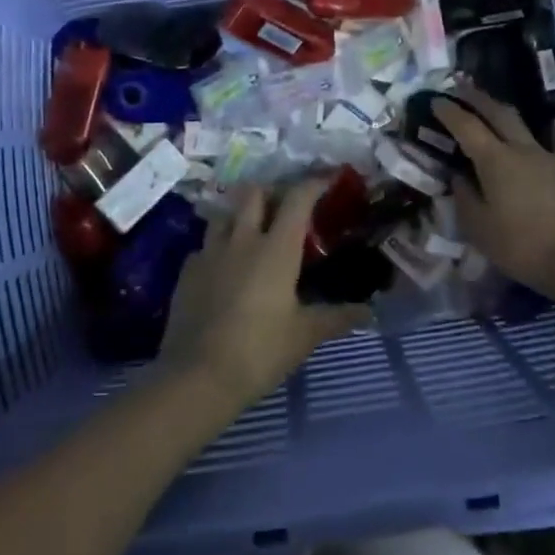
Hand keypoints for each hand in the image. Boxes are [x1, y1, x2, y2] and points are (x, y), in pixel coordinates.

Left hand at [159, 181, 371, 408]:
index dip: (314, 183)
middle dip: (271, 192)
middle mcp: (241, 240)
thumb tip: (368, 312)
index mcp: (276, 249)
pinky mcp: (186, 272)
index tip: (328, 178)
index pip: (297, 199)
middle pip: (253, 194)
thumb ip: (337, 318)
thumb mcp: (305, 336)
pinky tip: (225, 268)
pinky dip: (219, 248)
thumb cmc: (260, 351)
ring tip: (252, 234)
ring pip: (224, 215)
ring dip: (240, 216)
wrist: (197, 376)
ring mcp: (209, 253)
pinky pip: (205, 246)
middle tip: (284, 208)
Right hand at [434, 85, 554, 298]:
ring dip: (512, 114)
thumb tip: (458, 177)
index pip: (466, 126)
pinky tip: (550, 140)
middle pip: (499, 113)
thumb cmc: (525, 246)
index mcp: (495, 161)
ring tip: (505, 113)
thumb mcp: (481, 230)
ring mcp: (554, 156)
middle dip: (477, 99)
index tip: (436, 99)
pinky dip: (550, 135)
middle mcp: (523, 149)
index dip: (449, 111)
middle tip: (462, 89)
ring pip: (532, 124)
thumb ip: (465, 199)